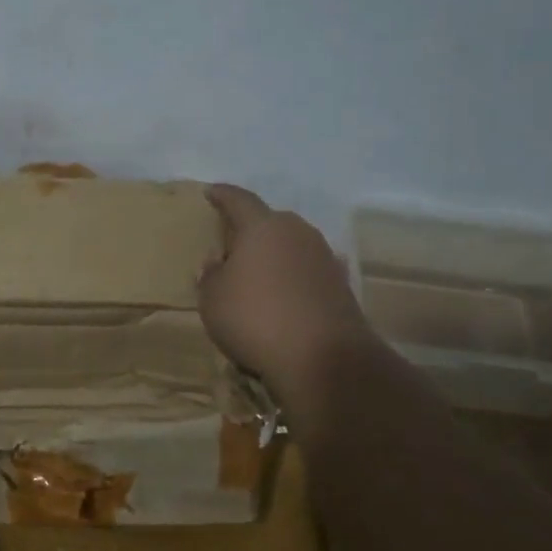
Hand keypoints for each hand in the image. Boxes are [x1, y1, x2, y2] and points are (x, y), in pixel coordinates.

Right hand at [197, 184, 371, 392]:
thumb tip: (217, 262)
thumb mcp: (213, 300)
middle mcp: (297, 232)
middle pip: (270, 222)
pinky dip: (292, 279)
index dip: (222, 195)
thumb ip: (211, 275)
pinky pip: (306, 273)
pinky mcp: (341, 285)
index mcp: (263, 227)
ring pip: (291, 247)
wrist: (323, 359)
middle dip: (250, 230)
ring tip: (256, 274)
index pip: (239, 200)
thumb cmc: (255, 319)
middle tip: (231, 243)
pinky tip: (281, 297)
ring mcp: (324, 258)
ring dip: (274, 256)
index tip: (211, 191)